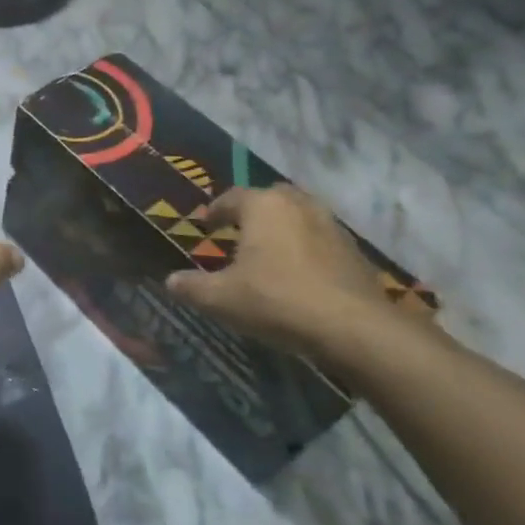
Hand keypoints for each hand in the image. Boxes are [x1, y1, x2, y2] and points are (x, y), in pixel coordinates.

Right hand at [163, 185, 402, 373]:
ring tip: (270, 252)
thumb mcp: (222, 299)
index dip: (216, 211)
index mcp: (263, 206)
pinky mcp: (354, 250)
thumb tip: (170, 281)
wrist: (352, 327)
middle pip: (271, 198)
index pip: (231, 197)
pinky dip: (307, 248)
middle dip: (254, 211)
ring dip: (284, 228)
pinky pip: (321, 239)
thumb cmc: (277, 300)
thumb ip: (192, 287)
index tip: (207, 225)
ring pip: (300, 216)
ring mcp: (331, 225)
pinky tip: (300, 274)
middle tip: (240, 232)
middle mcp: (298, 204)